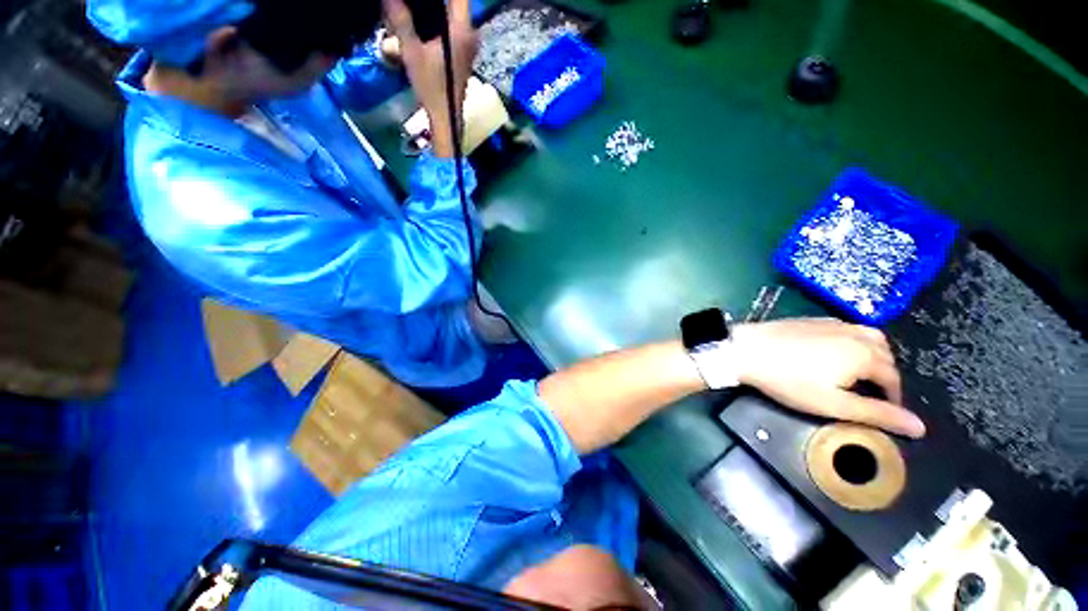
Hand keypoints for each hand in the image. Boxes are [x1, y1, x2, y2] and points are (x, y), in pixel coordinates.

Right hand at [383, 0, 477, 157]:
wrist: (446, 117)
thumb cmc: (432, 88)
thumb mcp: (412, 52)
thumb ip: (400, 19)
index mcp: (462, 30)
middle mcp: (471, 34)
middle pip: (456, 3)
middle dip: (434, 2)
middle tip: (415, 3)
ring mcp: (469, 45)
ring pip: (454, 15)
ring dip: (437, 9)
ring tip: (416, 8)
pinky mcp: (464, 54)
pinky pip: (453, 27)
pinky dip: (440, 20)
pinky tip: (423, 20)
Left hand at [732, 319, 925, 437]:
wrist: (746, 349)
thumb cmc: (788, 380)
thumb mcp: (833, 404)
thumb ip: (877, 414)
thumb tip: (920, 427)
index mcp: (865, 354)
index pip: (894, 379)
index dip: (892, 398)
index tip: (882, 411)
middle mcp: (856, 333)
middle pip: (884, 356)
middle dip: (883, 376)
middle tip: (867, 395)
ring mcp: (833, 322)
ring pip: (869, 338)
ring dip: (871, 357)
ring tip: (856, 375)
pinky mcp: (813, 319)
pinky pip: (847, 329)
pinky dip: (853, 343)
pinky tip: (835, 354)